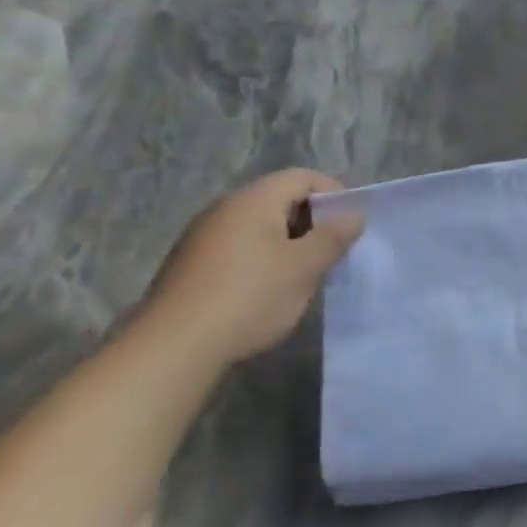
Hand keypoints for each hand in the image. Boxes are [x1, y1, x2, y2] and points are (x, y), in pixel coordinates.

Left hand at [138, 169, 365, 365]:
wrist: (172, 348)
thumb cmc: (249, 297)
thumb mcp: (304, 267)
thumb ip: (334, 236)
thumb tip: (354, 214)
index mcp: (252, 200)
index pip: (302, 177)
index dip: (334, 193)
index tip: (351, 224)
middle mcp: (224, 209)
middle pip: (280, 199)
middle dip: (312, 221)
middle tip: (332, 252)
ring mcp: (202, 237)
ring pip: (260, 226)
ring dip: (289, 243)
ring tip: (305, 275)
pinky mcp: (191, 266)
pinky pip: (239, 248)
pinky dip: (263, 259)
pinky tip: (268, 291)